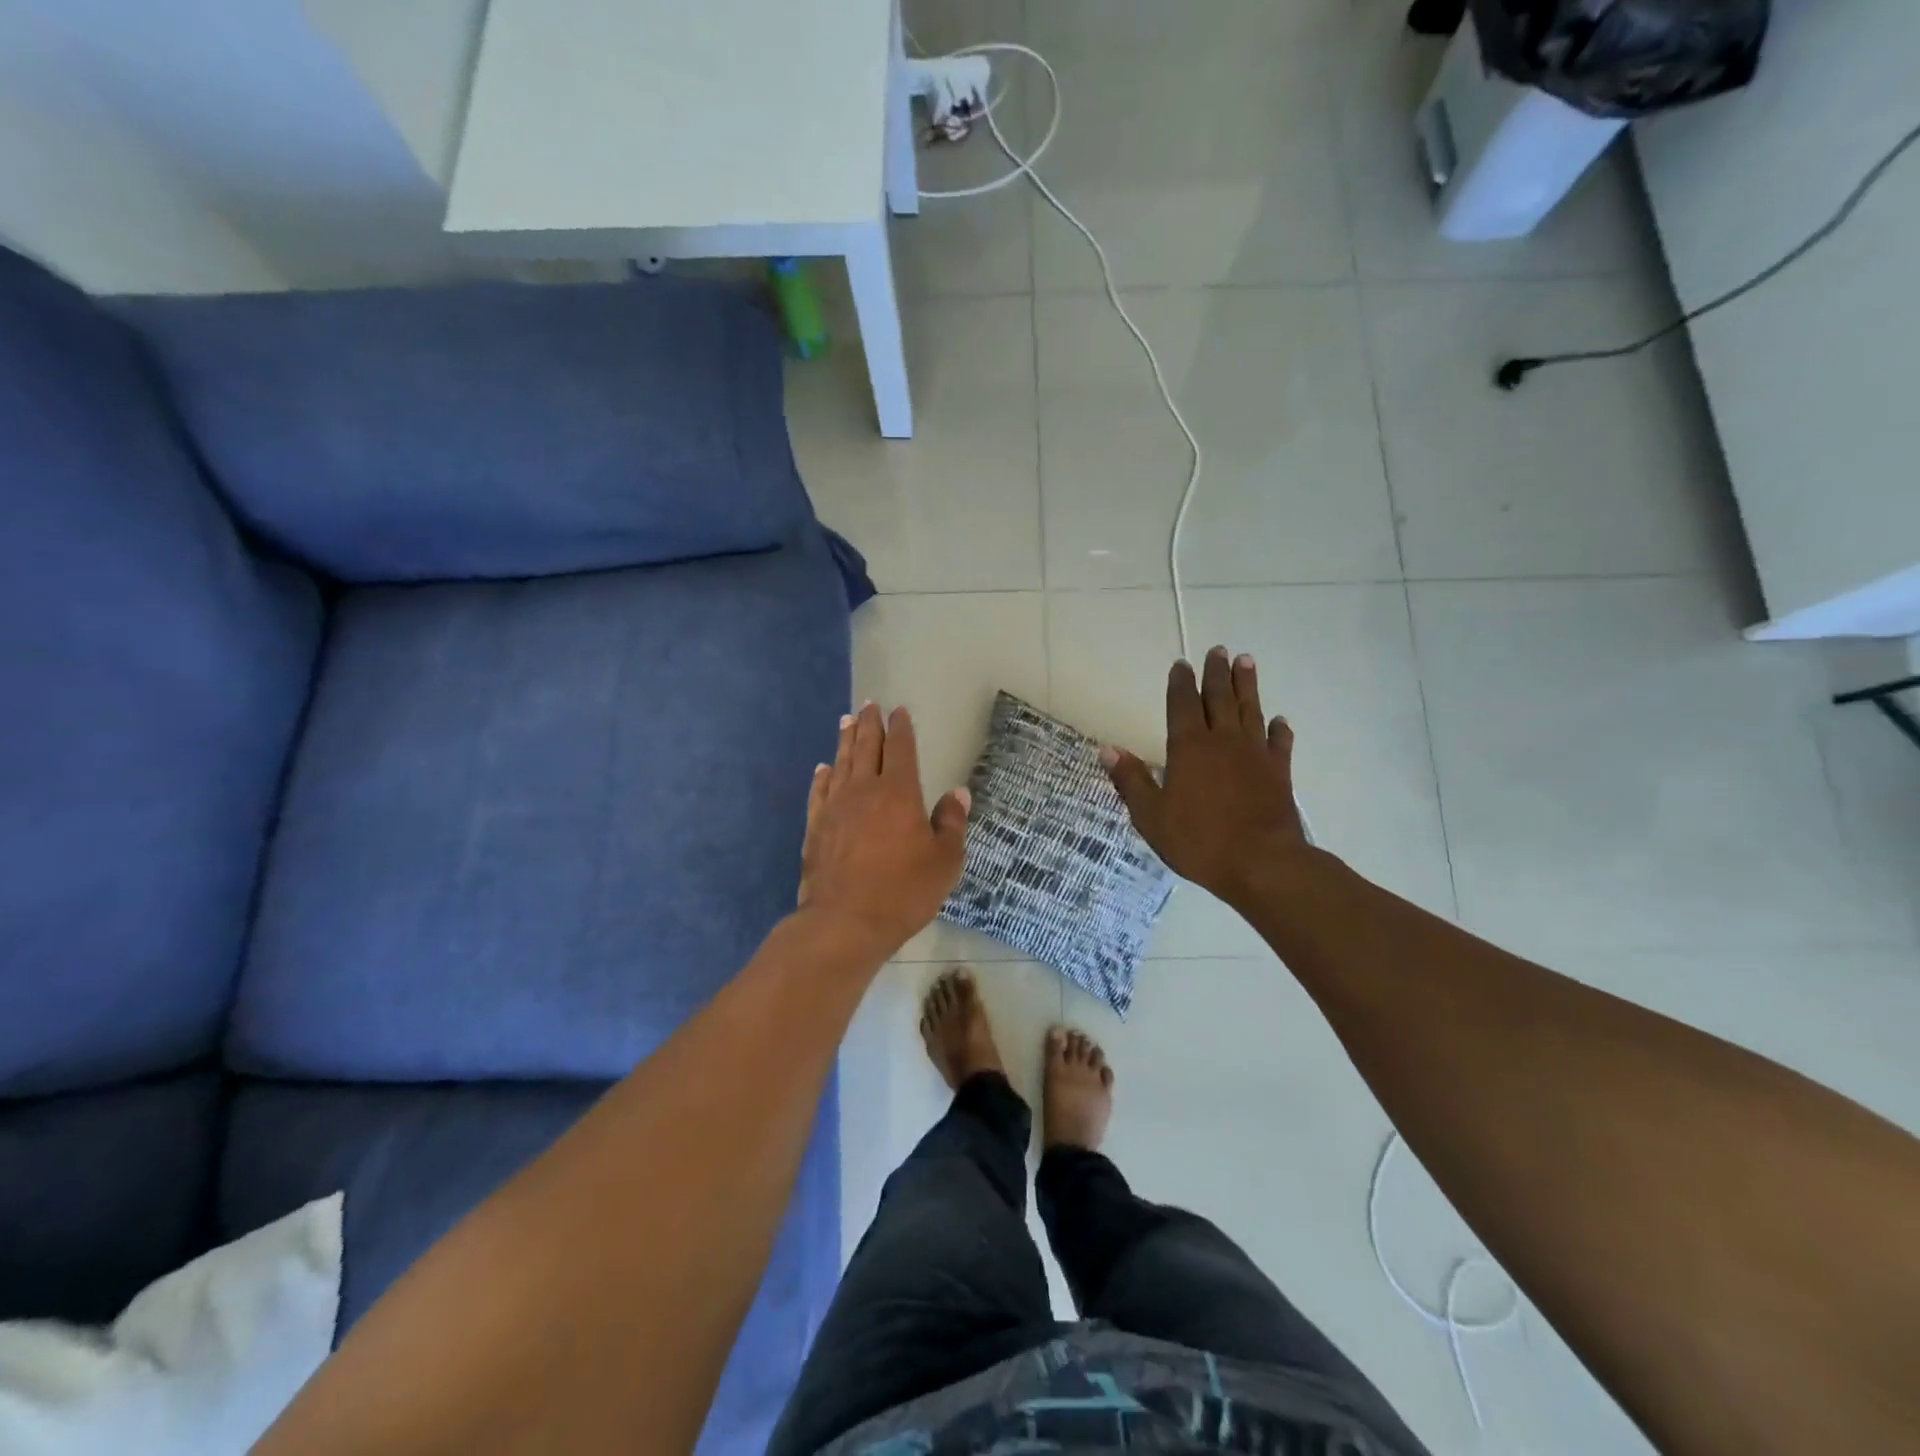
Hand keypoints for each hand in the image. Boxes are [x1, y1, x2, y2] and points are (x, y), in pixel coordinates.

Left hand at [797, 702, 970, 960]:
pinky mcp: (815, 828)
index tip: (898, 710)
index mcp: (899, 793)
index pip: (900, 749)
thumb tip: (957, 793)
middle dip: (869, 724)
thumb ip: (951, 823)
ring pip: (841, 764)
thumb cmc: (903, 891)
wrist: (846, 921)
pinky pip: (819, 792)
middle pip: (866, 748)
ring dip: (845, 741)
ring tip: (846, 721)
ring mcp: (835, 808)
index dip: (900, 728)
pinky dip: (822, 777)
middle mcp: (864, 790)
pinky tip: (823, 769)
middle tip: (868, 705)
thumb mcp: (944, 861)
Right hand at [1101, 647, 1308, 910]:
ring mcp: (1255, 754)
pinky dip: (1278, 729)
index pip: (1182, 705)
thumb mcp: (1151, 815)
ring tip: (1246, 662)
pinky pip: (1279, 743)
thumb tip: (1107, 749)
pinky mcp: (1279, 773)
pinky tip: (1278, 720)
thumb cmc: (1198, 840)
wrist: (1262, 863)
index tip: (1182, 664)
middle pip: (1219, 698)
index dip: (1181, 683)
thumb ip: (1131, 780)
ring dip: (1247, 685)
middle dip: (1217, 673)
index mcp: (1188, 748)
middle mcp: (1223, 741)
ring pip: (1250, 710)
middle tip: (1219, 650)